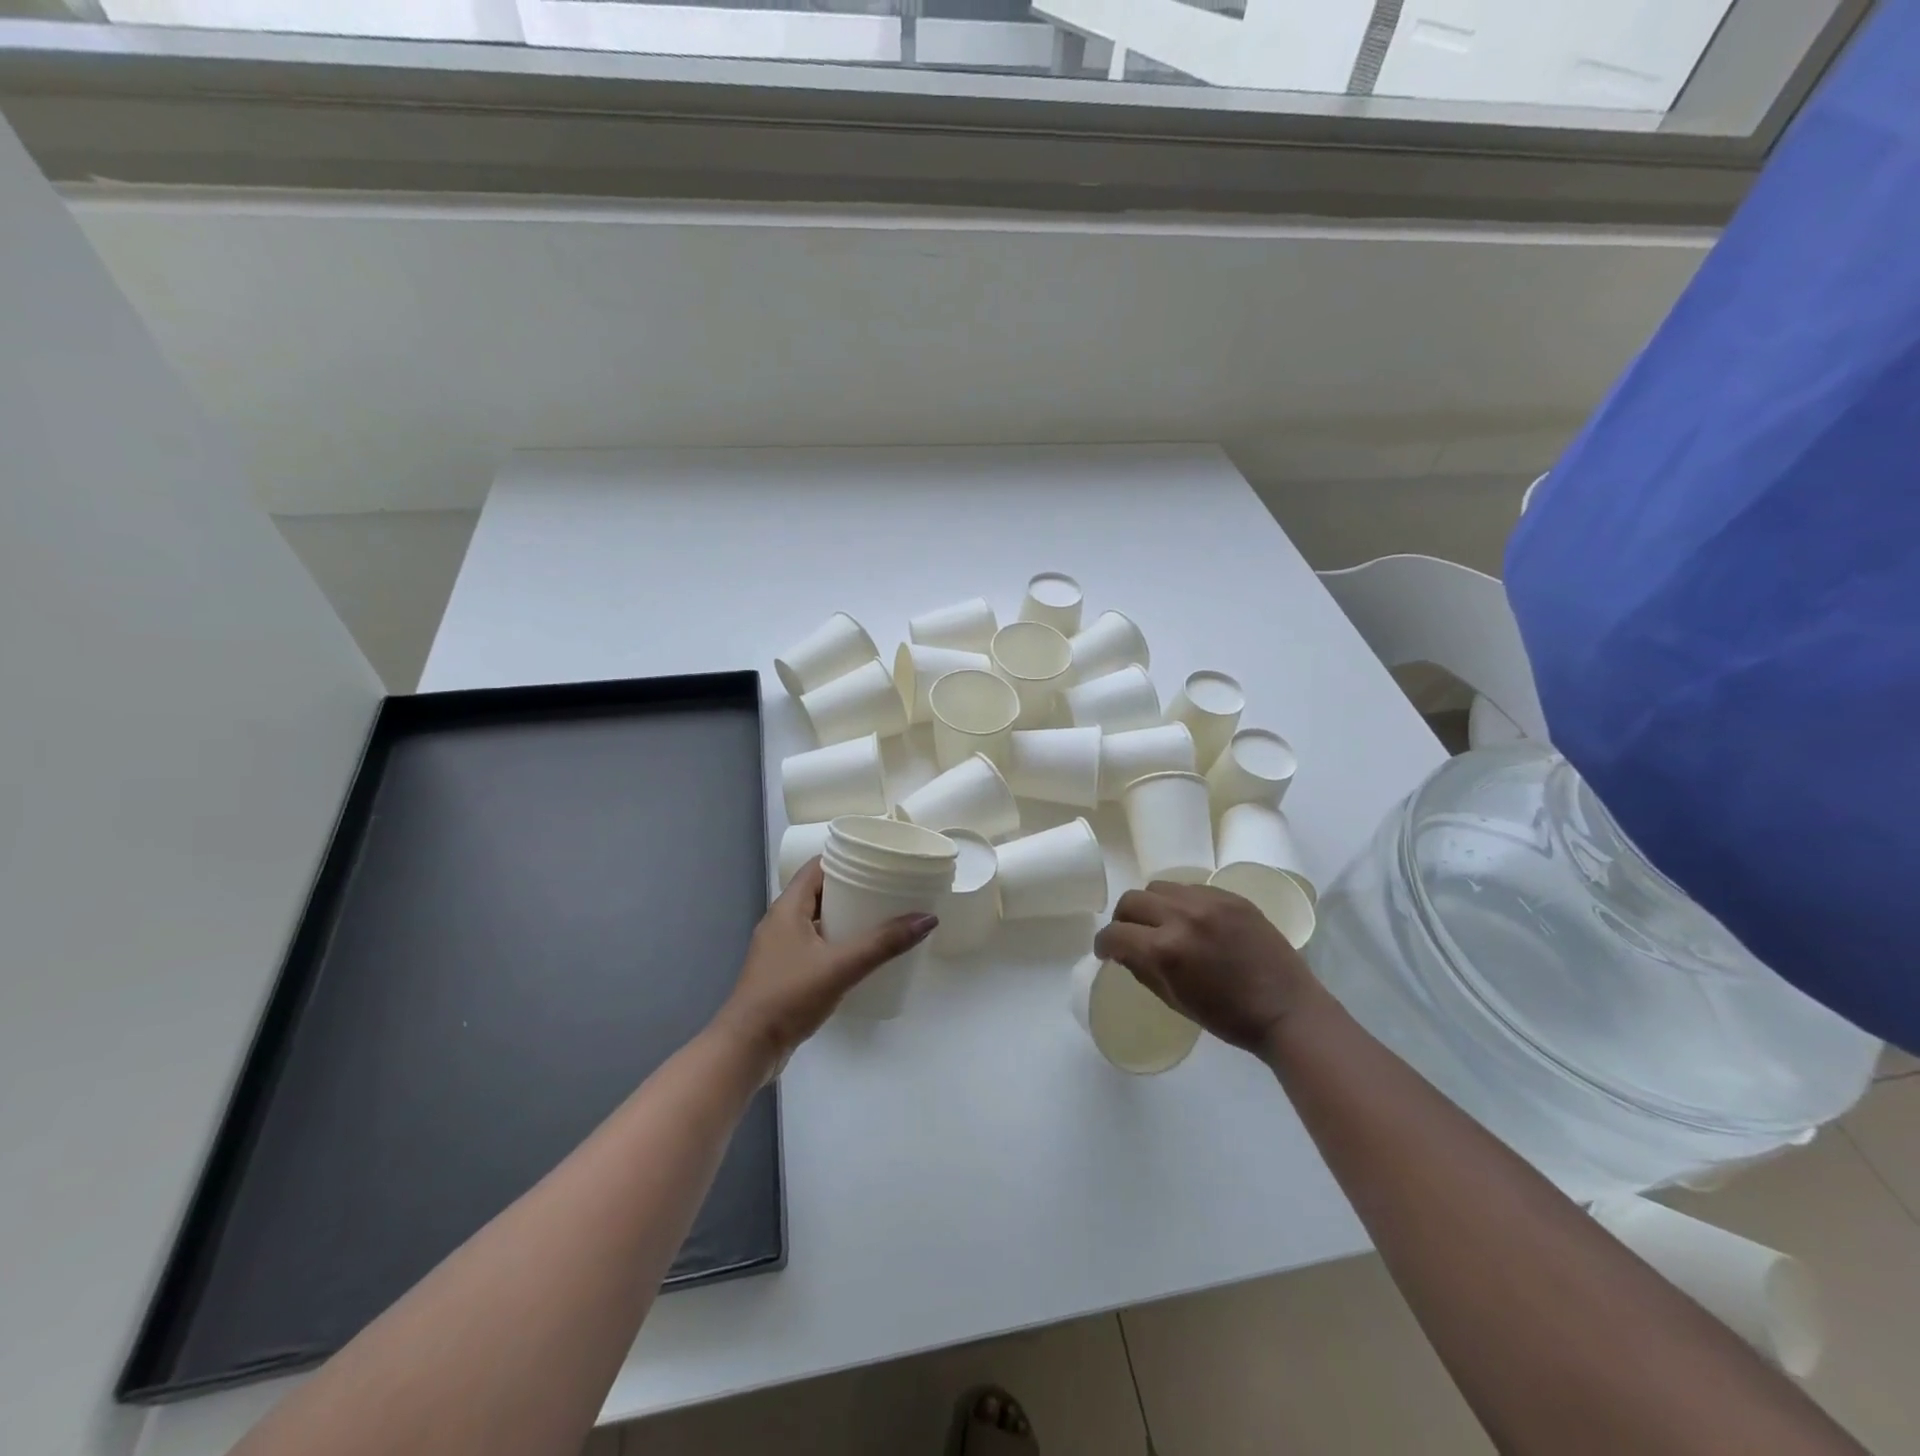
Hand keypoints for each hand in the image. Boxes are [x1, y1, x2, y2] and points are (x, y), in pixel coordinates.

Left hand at [712, 859, 935, 1071]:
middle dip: (852, 888)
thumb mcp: (841, 966)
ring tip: (882, 918)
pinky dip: (837, 942)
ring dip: (846, 917)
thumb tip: (927, 918)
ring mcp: (780, 949)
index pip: (817, 866)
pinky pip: (815, 944)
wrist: (748, 1048)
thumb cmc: (789, 996)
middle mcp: (781, 922)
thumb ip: (883, 943)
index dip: (846, 858)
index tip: (878, 859)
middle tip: (888, 888)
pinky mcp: (784, 972)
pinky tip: (860, 955)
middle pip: (820, 892)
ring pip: (818, 920)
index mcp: (787, 908)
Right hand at [1093, 880, 1321, 1051]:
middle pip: (1132, 900)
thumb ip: (1142, 970)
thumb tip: (1123, 951)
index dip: (1104, 944)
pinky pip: (1190, 888)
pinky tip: (1193, 921)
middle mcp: (1182, 917)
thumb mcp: (1175, 1000)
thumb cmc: (1228, 1017)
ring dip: (1151, 905)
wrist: (1287, 1010)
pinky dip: (1181, 902)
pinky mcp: (1231, 896)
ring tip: (1162, 923)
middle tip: (1130, 936)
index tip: (1106, 952)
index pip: (1115, 934)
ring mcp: (1208, 902)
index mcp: (1165, 950)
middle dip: (1123, 920)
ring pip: (1159, 887)